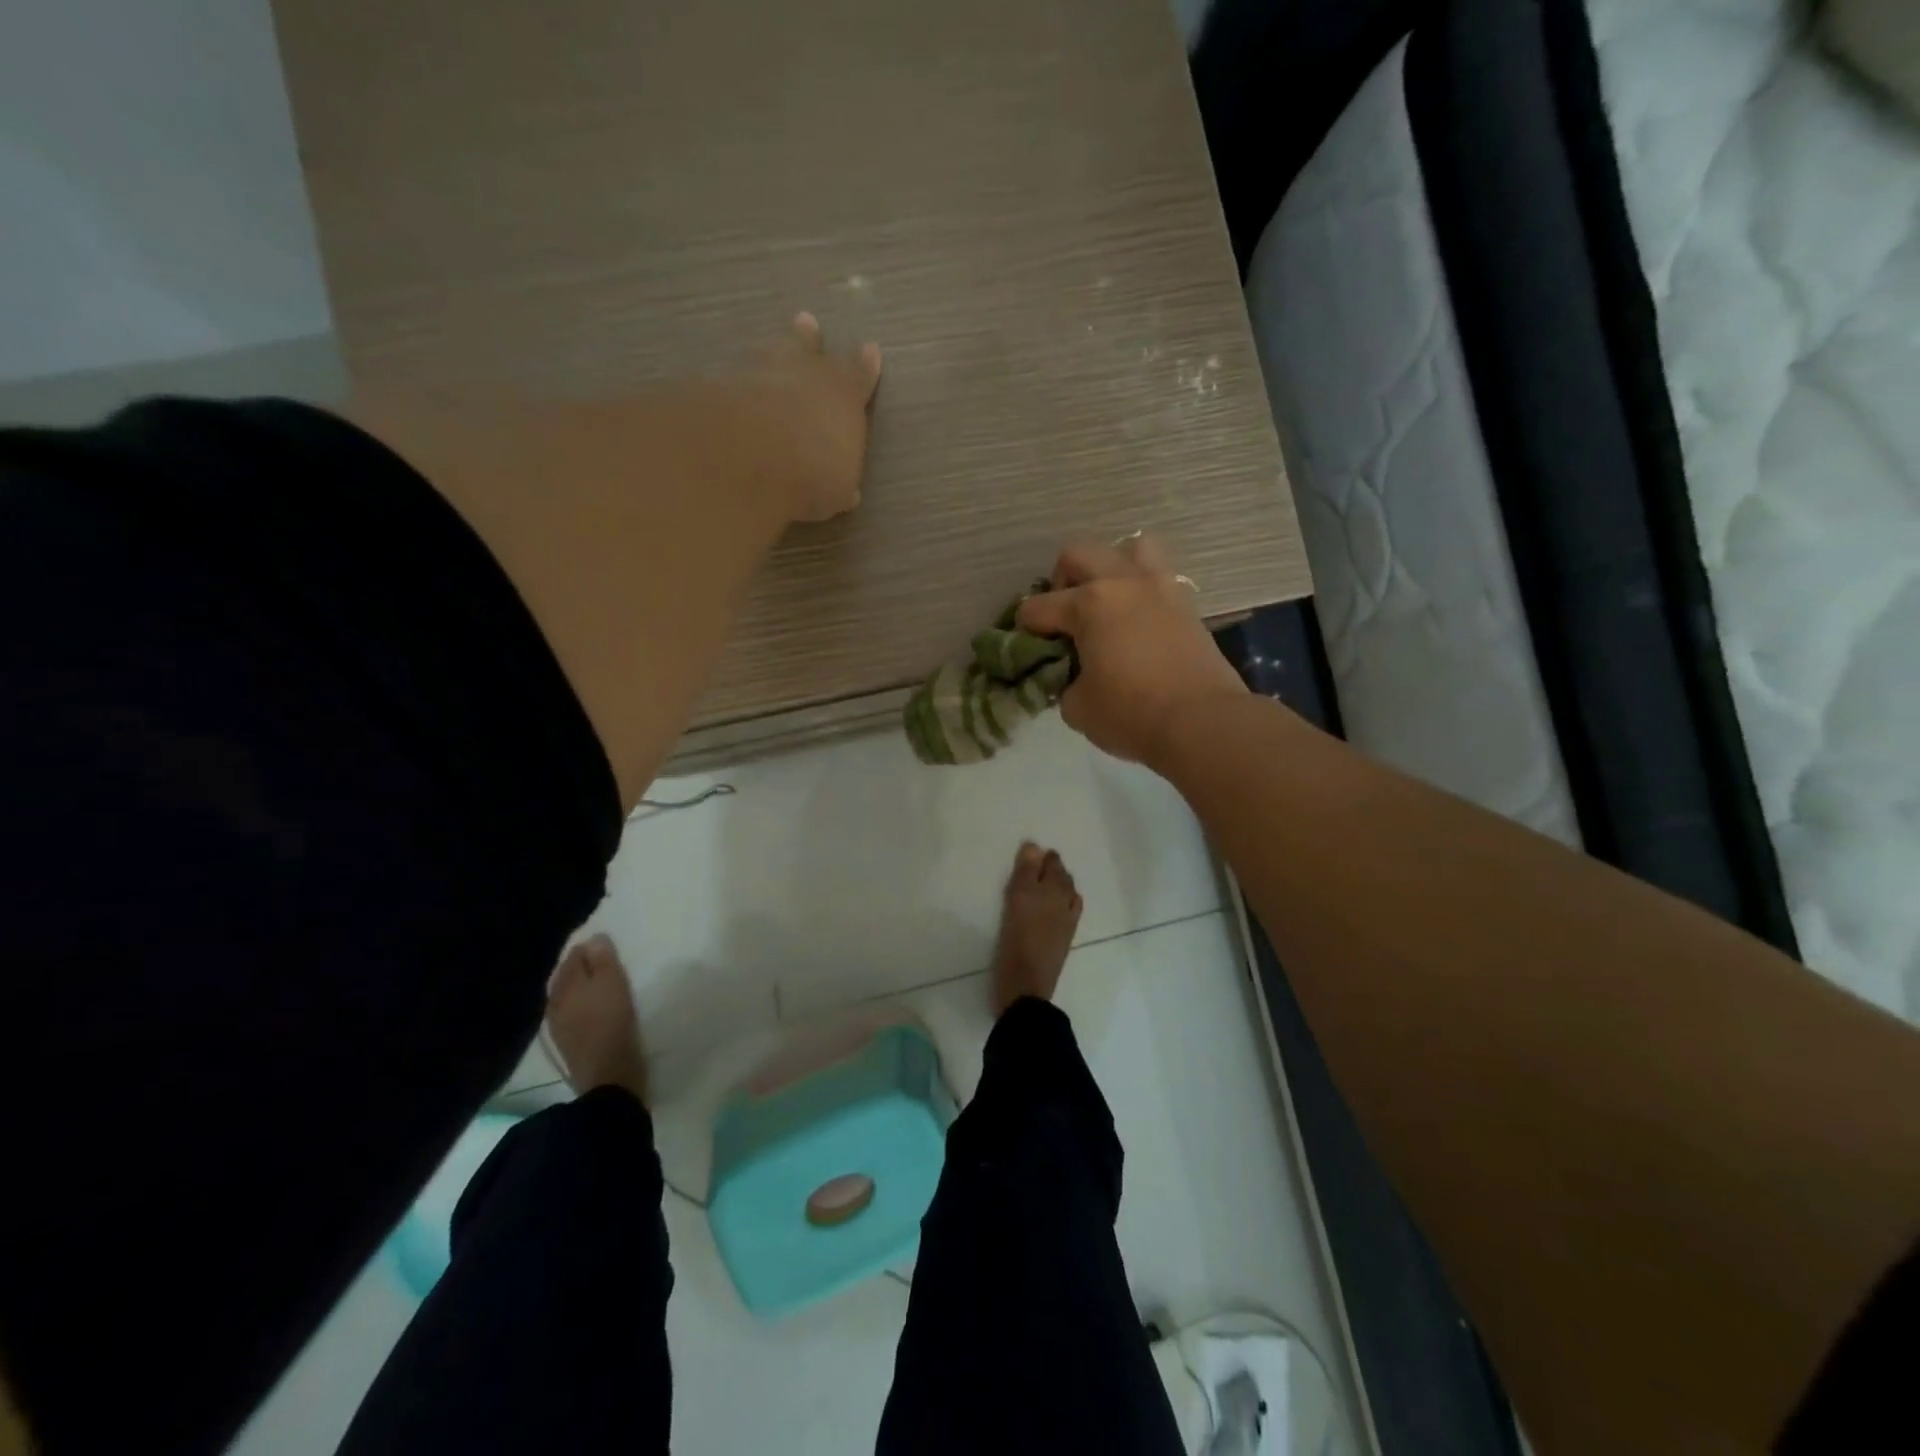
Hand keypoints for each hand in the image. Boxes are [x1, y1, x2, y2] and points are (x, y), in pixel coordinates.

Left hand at [741, 312, 882, 523]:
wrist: (751, 458)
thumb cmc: (813, 474)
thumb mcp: (838, 490)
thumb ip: (841, 484)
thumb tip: (847, 492)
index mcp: (844, 396)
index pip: (859, 375)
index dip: (865, 365)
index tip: (870, 350)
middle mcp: (804, 374)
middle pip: (808, 347)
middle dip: (809, 339)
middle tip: (806, 322)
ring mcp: (758, 372)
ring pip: (768, 354)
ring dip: (770, 353)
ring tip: (770, 348)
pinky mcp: (719, 383)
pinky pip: (732, 377)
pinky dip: (735, 382)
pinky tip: (730, 386)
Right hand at [1018, 535, 1248, 766]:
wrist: (1202, 723)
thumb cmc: (1131, 714)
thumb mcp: (1078, 708)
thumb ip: (1064, 683)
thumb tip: (1072, 676)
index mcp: (1089, 603)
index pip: (1039, 607)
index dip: (1026, 627)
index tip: (1026, 645)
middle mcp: (1123, 583)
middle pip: (1078, 553)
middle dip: (1061, 580)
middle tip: (1064, 615)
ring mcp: (1160, 588)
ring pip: (1130, 547)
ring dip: (1111, 567)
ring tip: (1107, 601)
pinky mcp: (1187, 604)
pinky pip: (1159, 576)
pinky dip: (1141, 589)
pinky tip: (1136, 620)